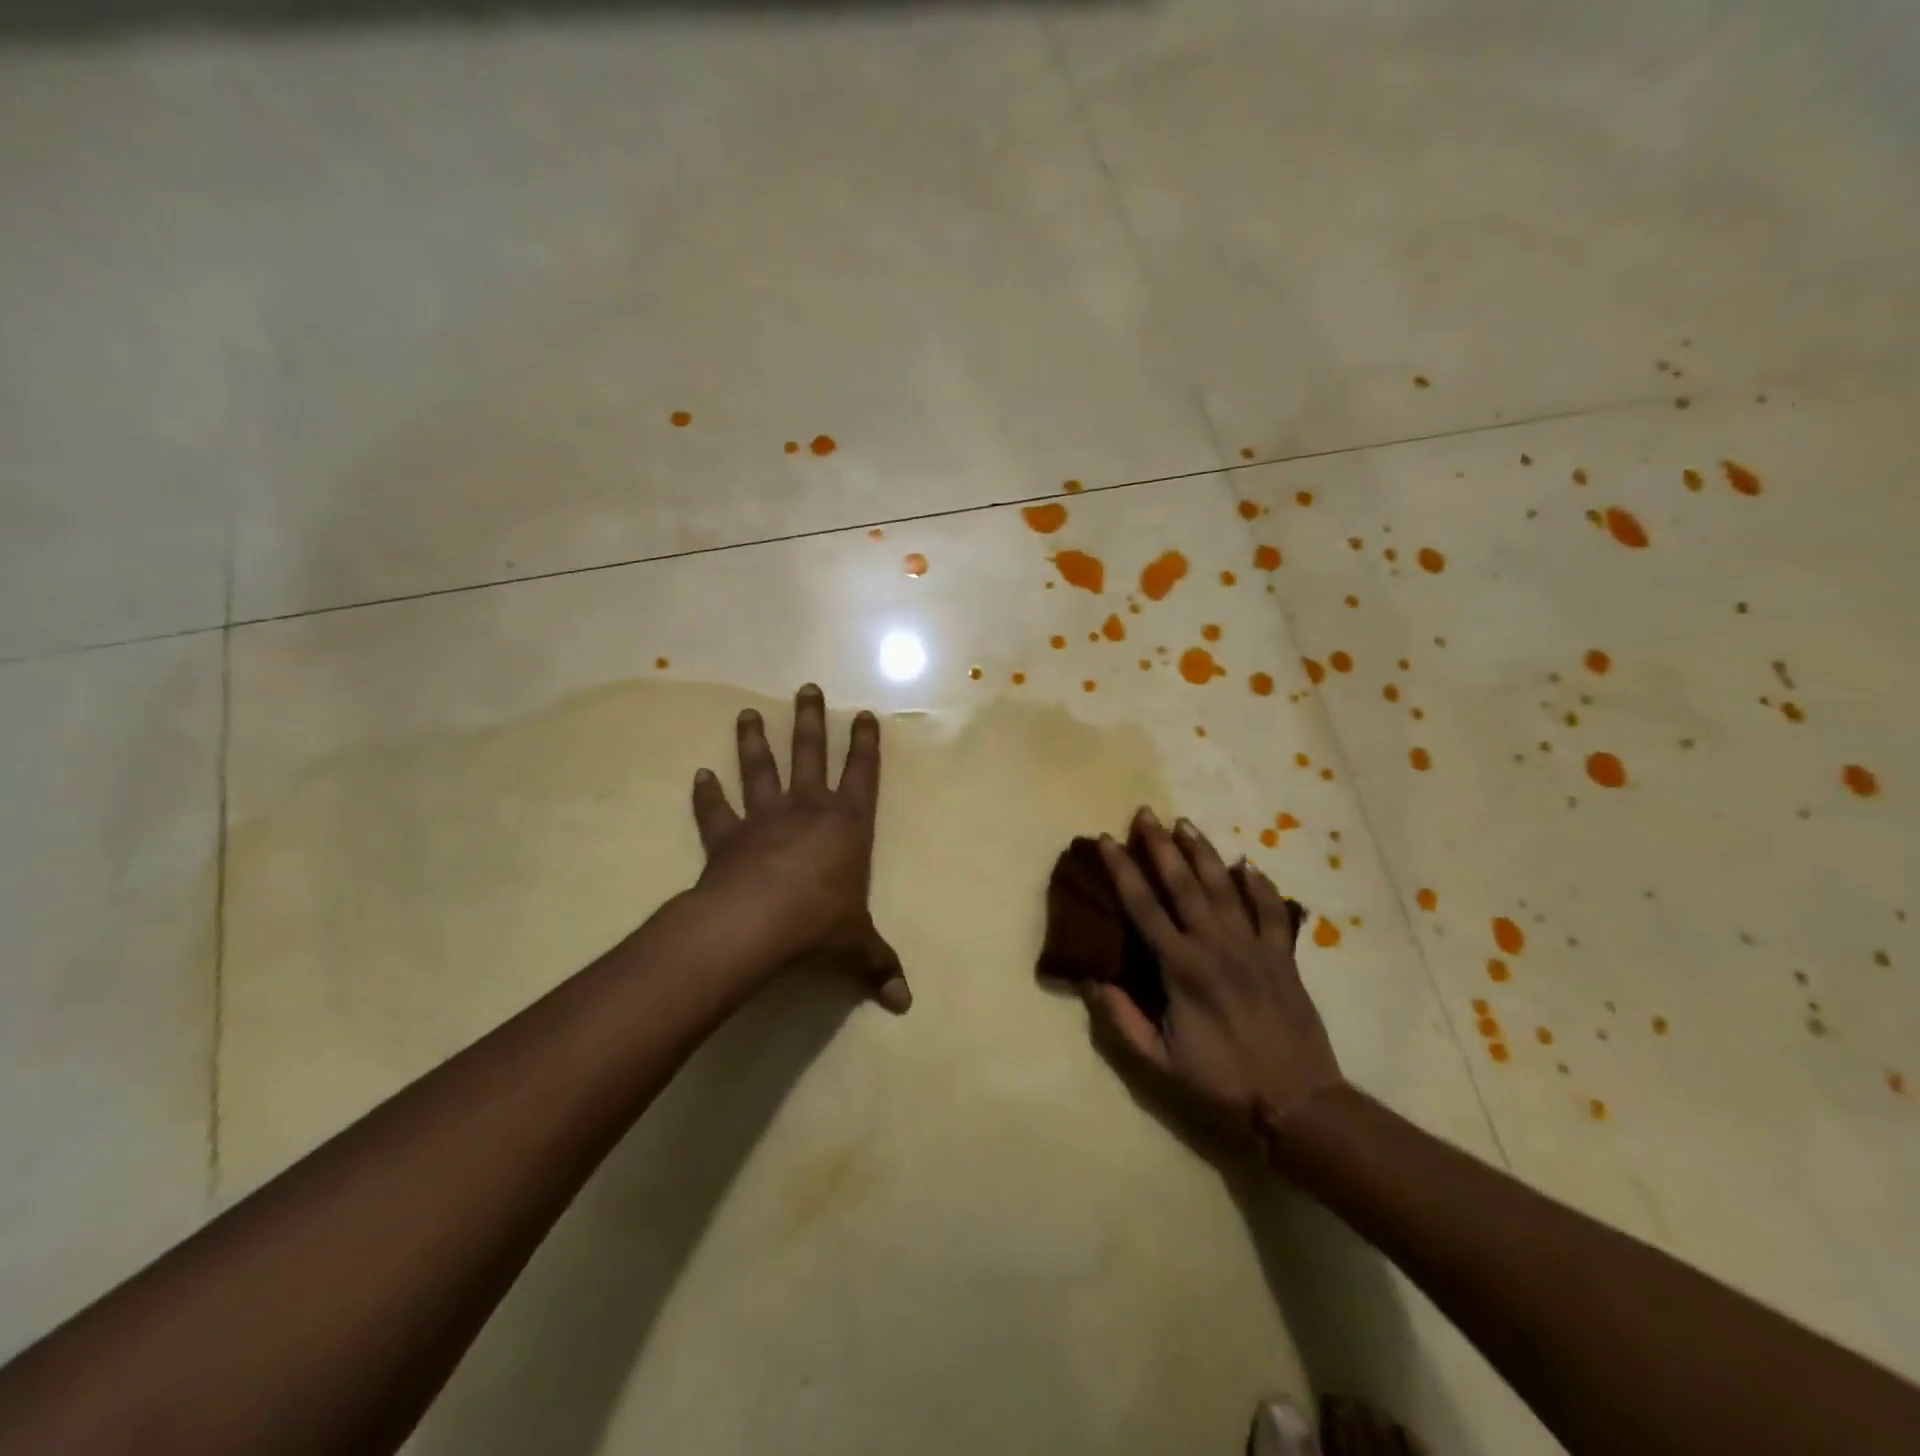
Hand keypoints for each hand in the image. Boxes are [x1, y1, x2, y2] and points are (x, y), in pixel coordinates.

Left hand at [689, 684, 911, 1012]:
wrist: (756, 923)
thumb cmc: (818, 923)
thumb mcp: (856, 946)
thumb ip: (878, 966)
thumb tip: (905, 1005)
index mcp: (846, 825)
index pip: (862, 774)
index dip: (865, 744)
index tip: (863, 714)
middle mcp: (807, 810)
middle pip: (809, 754)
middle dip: (810, 720)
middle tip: (807, 688)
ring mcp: (764, 819)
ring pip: (760, 770)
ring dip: (753, 742)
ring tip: (746, 714)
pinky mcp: (727, 838)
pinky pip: (715, 812)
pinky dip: (706, 795)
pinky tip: (698, 776)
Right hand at [1087, 808, 1343, 1138]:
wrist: (1298, 1104)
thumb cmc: (1222, 1084)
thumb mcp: (1159, 1063)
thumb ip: (1122, 1019)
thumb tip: (1091, 979)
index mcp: (1181, 968)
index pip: (1143, 906)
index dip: (1122, 870)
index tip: (1107, 840)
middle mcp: (1216, 945)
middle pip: (1183, 883)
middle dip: (1160, 845)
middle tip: (1145, 812)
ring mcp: (1254, 947)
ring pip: (1224, 886)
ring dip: (1202, 852)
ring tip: (1184, 823)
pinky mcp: (1282, 956)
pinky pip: (1271, 910)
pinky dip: (1259, 884)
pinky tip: (1247, 863)